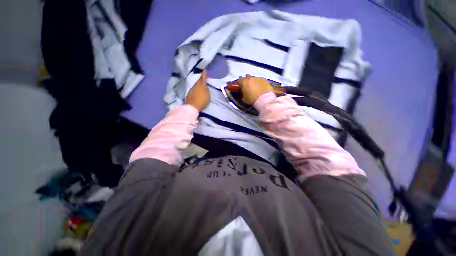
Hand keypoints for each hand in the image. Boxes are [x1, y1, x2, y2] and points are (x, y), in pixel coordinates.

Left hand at [185, 70, 209, 110]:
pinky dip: (195, 90)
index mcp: (201, 85)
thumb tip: (205, 87)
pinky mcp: (188, 93)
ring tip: (200, 88)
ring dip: (197, 86)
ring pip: (195, 85)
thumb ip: (207, 90)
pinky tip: (196, 93)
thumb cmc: (202, 101)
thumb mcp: (208, 96)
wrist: (192, 106)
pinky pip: (193, 90)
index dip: (204, 74)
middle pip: (198, 81)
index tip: (205, 70)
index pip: (203, 78)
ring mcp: (191, 89)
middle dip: (201, 80)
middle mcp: (196, 85)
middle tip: (203, 80)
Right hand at [233, 75, 273, 104]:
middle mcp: (251, 78)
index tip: (240, 87)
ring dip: (254, 82)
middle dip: (247, 81)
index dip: (239, 84)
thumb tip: (244, 93)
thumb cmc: (252, 99)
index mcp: (244, 82)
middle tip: (248, 87)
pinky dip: (260, 83)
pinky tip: (261, 88)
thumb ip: (243, 94)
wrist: (264, 99)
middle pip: (247, 77)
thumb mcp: (244, 99)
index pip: (239, 81)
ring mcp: (259, 78)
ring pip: (254, 79)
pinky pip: (261, 81)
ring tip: (255, 88)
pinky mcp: (265, 80)